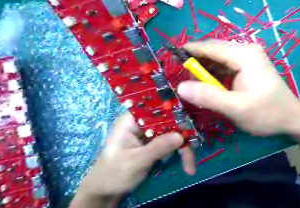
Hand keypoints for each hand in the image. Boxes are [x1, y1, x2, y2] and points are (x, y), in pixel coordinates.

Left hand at [73, 112, 197, 205]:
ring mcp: (150, 133)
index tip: (189, 117)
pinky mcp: (156, 142)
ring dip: (183, 148)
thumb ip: (158, 147)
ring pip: (173, 132)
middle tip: (194, 150)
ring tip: (190, 166)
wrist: (106, 192)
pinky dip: (180, 152)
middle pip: (169, 121)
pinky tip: (187, 164)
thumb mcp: (135, 161)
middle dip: (182, 136)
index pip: (155, 107)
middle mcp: (143, 123)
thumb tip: (181, 136)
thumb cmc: (114, 174)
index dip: (173, 109)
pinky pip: (172, 142)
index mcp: (132, 120)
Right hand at [176, 41, 299, 138]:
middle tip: (178, 74)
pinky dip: (213, 74)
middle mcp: (245, 51)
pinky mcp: (247, 68)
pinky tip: (206, 84)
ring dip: (204, 69)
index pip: (211, 47)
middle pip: (214, 52)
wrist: (292, 119)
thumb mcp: (236, 108)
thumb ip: (208, 97)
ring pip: (218, 60)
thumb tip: (181, 87)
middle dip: (196, 61)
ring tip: (189, 80)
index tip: (171, 55)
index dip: (190, 50)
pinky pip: (225, 67)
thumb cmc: (267, 113)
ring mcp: (247, 59)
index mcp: (244, 55)